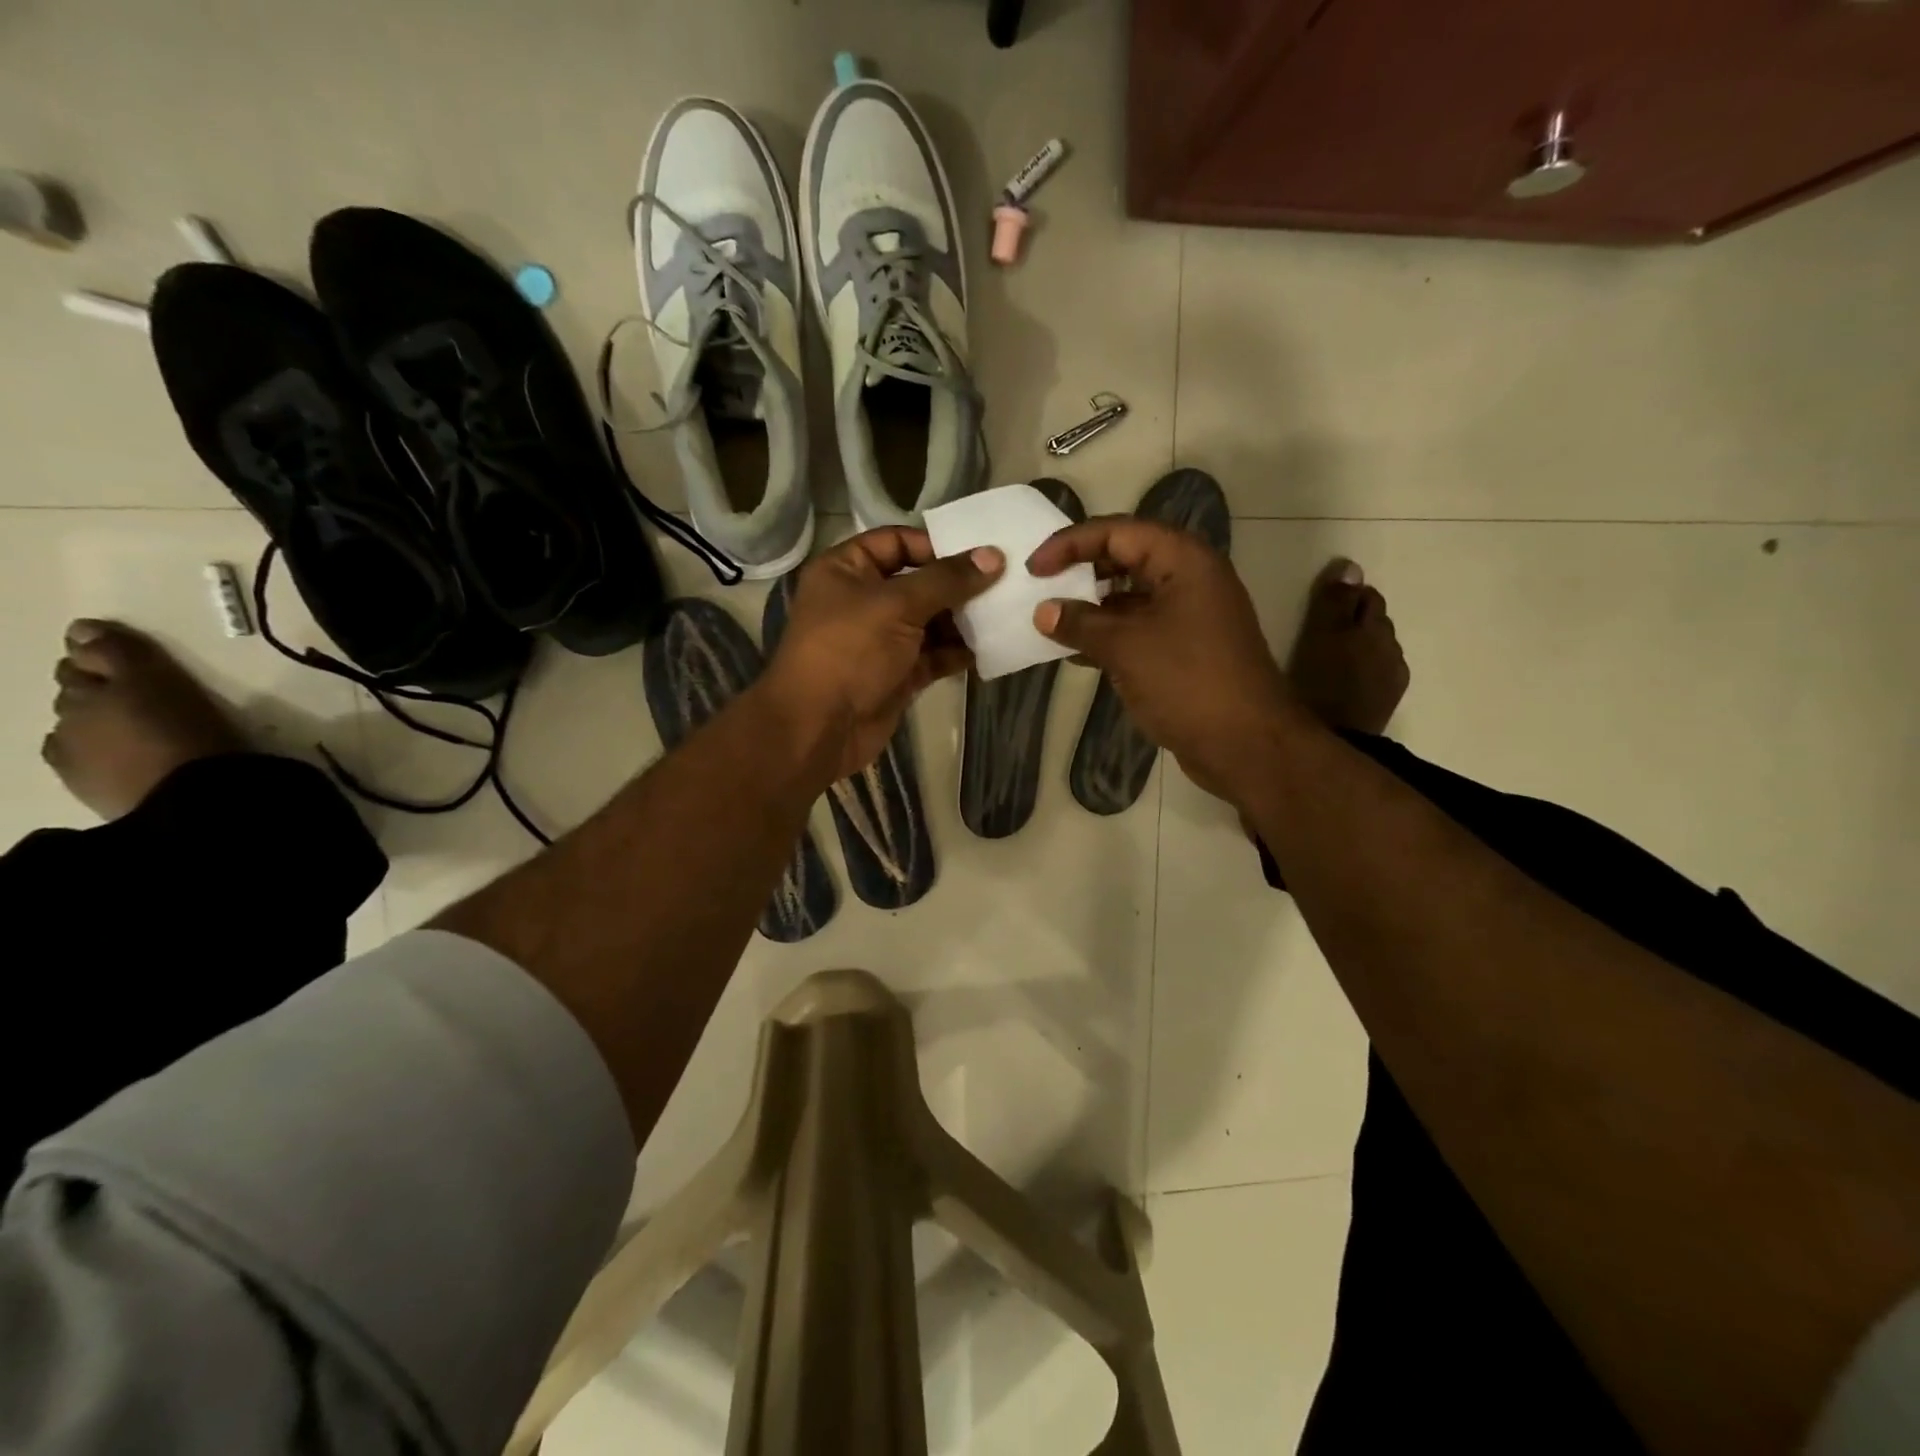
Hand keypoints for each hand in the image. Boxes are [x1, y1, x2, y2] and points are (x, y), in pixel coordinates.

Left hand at [762, 528, 1003, 783]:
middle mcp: (863, 600)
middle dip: (958, 585)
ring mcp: (881, 640)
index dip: (935, 545)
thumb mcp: (897, 605)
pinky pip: (934, 655)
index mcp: (846, 570)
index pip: (895, 541)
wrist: (820, 728)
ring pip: (930, 621)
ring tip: (1004, 613)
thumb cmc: (849, 651)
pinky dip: (958, 652)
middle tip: (1005, 582)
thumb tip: (993, 556)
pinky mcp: (898, 674)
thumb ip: (947, 580)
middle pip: (919, 582)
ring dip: (963, 620)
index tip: (979, 554)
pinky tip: (990, 647)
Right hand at [1029, 517, 1289, 800]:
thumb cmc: (1188, 682)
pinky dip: (1106, 634)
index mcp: (1183, 561)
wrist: (1246, 744)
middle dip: (1080, 569)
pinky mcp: (1184, 648)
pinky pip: (1138, 627)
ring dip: (1090, 606)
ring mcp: (1189, 614)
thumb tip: (1043, 611)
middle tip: (1041, 585)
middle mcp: (1189, 578)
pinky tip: (1073, 651)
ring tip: (1049, 618)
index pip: (1117, 531)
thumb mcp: (1126, 648)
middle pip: (1125, 557)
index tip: (1033, 568)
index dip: (1070, 543)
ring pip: (1130, 596)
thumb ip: (1080, 624)